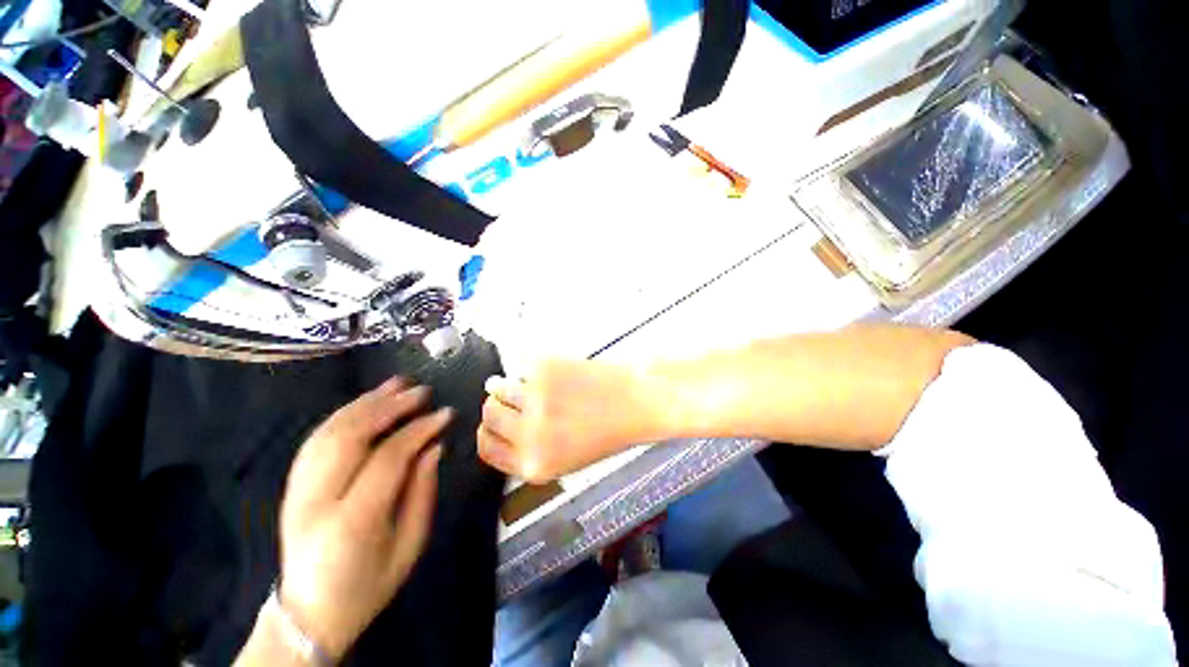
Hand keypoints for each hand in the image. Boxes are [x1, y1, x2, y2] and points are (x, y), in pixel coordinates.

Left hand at [277, 379, 450, 658]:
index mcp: (351, 521)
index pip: (388, 458)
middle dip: (390, 406)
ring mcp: (296, 492)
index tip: (445, 414)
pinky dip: (343, 415)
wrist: (310, 614)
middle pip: (350, 436)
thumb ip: (422, 491)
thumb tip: (433, 446)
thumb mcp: (410, 544)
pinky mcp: (291, 487)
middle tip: (422, 391)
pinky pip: (316, 439)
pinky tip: (366, 403)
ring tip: (396, 384)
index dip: (419, 430)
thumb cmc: (369, 585)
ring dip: (366, 402)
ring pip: (329, 432)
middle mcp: (316, 501)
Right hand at [477, 359, 658, 482]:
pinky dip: (528, 369)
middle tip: (507, 399)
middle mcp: (529, 434)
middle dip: (495, 407)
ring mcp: (535, 399)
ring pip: (498, 389)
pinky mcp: (544, 370)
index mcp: (533, 464)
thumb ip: (530, 452)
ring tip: (523, 383)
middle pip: (489, 416)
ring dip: (504, 385)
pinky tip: (545, 372)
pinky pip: (521, 367)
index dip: (486, 434)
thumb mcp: (566, 461)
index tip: (489, 424)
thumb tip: (498, 429)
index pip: (487, 449)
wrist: (635, 403)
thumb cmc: (607, 433)